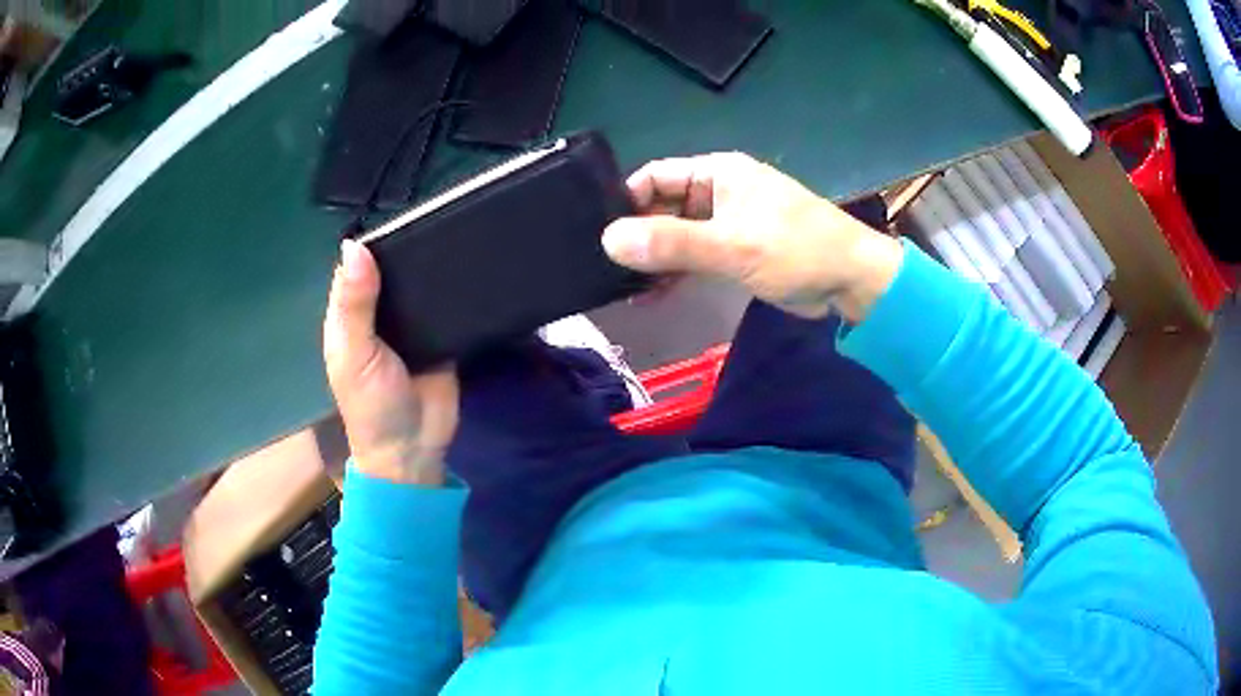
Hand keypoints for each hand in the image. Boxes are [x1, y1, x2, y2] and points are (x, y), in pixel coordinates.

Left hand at [323, 240, 459, 485]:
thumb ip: (355, 304)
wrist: (414, 448)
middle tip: (438, 217)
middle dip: (409, 250)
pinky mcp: (441, 336)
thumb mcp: (355, 353)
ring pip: (420, 286)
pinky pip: (448, 307)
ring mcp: (412, 325)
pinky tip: (473, 266)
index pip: (357, 269)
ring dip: (435, 267)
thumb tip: (354, 245)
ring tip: (460, 232)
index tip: (400, 215)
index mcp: (349, 317)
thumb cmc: (372, 405)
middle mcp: (379, 316)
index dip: (372, 244)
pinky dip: (456, 291)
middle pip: (391, 273)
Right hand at [602, 153, 903, 322]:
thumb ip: (673, 243)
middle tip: (603, 267)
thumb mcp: (733, 245)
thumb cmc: (798, 250)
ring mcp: (726, 223)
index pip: (656, 176)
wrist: (851, 281)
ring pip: (676, 235)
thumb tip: (608, 240)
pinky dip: (674, 272)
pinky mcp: (734, 251)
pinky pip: (694, 256)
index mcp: (718, 173)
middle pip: (662, 207)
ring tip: (621, 287)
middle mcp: (717, 192)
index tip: (597, 233)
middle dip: (636, 235)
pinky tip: (650, 295)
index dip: (626, 201)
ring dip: (653, 258)